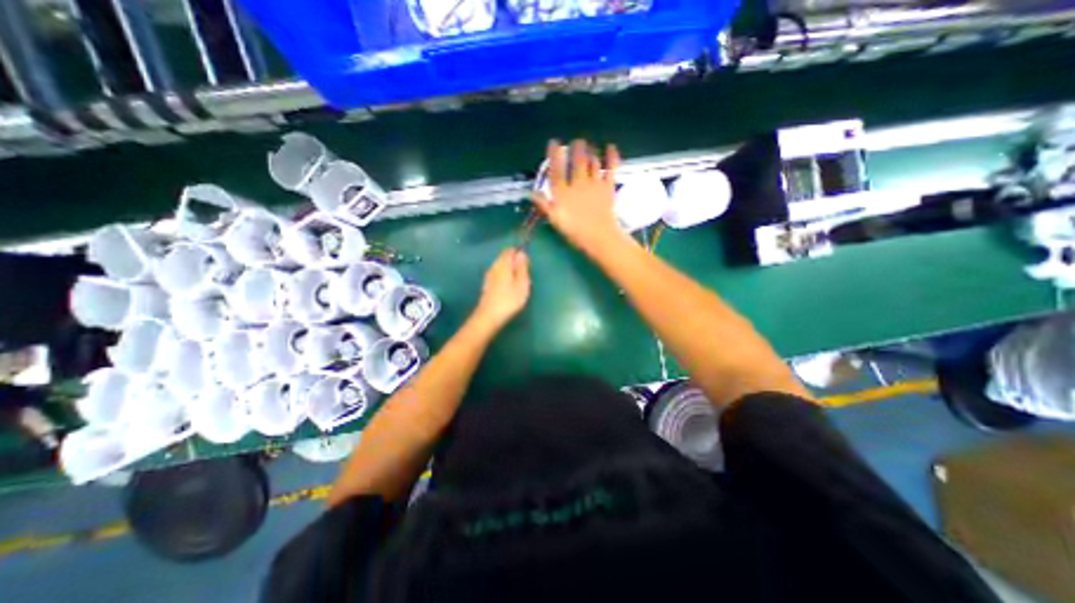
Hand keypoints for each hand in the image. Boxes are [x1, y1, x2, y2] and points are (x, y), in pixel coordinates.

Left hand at [474, 247, 533, 330]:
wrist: (489, 316)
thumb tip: (521, 254)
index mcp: (503, 264)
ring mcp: (489, 275)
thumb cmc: (509, 300)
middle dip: (515, 263)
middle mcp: (494, 266)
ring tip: (519, 284)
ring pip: (501, 267)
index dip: (519, 253)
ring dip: (510, 271)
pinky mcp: (487, 285)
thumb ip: (522, 267)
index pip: (510, 250)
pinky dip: (505, 278)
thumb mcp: (522, 283)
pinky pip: (498, 275)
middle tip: (525, 276)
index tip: (527, 265)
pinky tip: (509, 289)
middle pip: (505, 258)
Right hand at [533, 139, 627, 257]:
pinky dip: (611, 157)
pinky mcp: (607, 186)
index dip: (554, 155)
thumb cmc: (574, 231)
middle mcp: (577, 183)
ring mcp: (594, 183)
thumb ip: (544, 205)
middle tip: (577, 141)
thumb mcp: (555, 220)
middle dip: (577, 148)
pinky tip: (611, 147)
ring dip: (591, 151)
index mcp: (563, 192)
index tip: (554, 143)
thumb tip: (532, 193)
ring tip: (590, 145)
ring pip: (592, 162)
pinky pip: (610, 168)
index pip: (556, 170)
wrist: (599, 236)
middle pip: (577, 161)